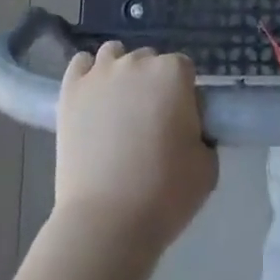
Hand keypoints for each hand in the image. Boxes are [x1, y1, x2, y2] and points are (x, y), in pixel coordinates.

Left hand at [54, 42, 217, 247]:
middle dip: (152, 85)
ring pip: (114, 55)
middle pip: (149, 60)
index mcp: (173, 73)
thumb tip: (190, 129)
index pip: (184, 69)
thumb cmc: (164, 196)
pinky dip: (87, 75)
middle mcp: (137, 61)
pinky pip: (80, 63)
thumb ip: (203, 136)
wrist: (106, 223)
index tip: (180, 123)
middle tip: (149, 124)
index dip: (183, 95)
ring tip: (118, 110)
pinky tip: (91, 98)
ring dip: (120, 74)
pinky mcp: (71, 89)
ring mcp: (101, 72)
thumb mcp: (207, 169)